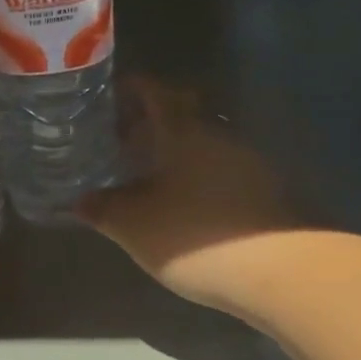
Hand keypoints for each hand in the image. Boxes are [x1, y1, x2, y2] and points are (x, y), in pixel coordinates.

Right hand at [78, 76, 304, 309]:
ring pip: (202, 144)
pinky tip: (182, 201)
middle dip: (150, 122)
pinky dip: (197, 175)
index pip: (155, 92)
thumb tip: (79, 200)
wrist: (281, 271)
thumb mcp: (133, 226)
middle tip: (121, 138)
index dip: (131, 88)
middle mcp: (218, 136)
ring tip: (147, 173)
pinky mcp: (266, 191)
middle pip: (182, 115)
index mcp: (182, 132)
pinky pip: (220, 169)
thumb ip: (102, 209)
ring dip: (175, 151)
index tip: (108, 94)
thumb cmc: (194, 235)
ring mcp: (248, 162)